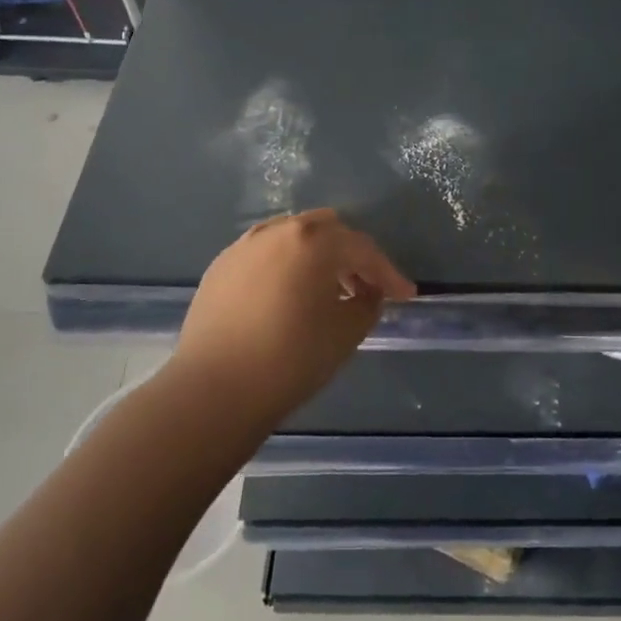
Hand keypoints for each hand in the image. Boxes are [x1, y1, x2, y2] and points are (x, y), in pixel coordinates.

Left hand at [172, 209, 416, 415]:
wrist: (214, 390)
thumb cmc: (291, 359)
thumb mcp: (346, 333)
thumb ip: (368, 303)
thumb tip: (367, 292)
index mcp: (314, 240)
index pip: (363, 249)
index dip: (389, 273)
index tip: (406, 295)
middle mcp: (278, 231)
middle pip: (327, 230)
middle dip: (351, 255)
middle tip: (365, 286)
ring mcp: (245, 245)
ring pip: (293, 237)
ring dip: (317, 256)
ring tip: (326, 290)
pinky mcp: (221, 265)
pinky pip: (265, 254)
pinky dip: (286, 266)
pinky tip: (288, 296)